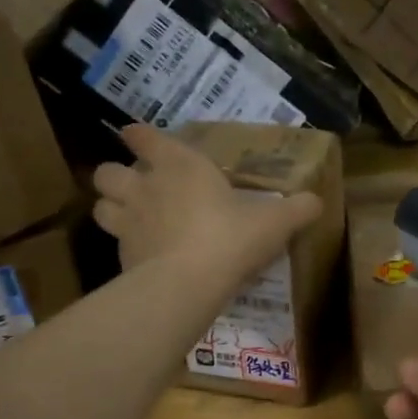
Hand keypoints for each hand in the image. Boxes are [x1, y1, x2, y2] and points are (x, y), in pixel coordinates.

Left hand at [92, 125, 321, 281]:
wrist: (188, 283)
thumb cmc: (231, 237)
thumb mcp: (275, 222)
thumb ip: (297, 209)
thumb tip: (316, 201)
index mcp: (179, 165)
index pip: (144, 137)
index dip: (141, 136)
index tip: (140, 137)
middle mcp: (146, 187)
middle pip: (108, 171)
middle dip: (118, 175)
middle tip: (139, 187)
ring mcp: (128, 222)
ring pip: (101, 205)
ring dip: (112, 207)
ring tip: (132, 217)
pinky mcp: (121, 257)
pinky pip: (114, 243)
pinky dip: (125, 245)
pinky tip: (144, 255)